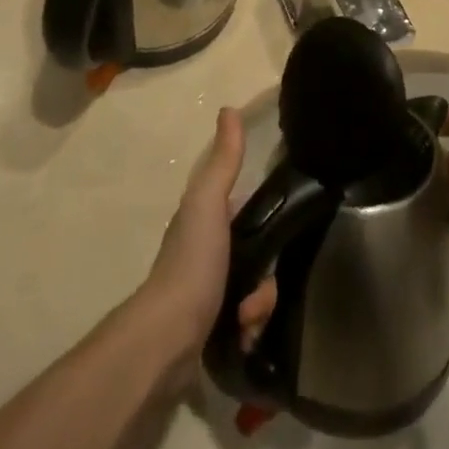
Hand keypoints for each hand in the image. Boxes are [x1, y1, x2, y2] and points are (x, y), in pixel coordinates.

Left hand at [139, 109, 276, 390]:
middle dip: (265, 279)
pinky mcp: (212, 335)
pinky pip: (248, 328)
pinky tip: (242, 339)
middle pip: (257, 260)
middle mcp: (205, 257)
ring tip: (246, 320)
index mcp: (204, 223)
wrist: (168, 339)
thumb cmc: (191, 262)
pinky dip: (250, 333)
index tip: (281, 233)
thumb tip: (229, 108)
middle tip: (257, 292)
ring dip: (259, 307)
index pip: (246, 213)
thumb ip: (224, 161)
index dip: (266, 222)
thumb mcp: (209, 202)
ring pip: (256, 294)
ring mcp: (208, 297)